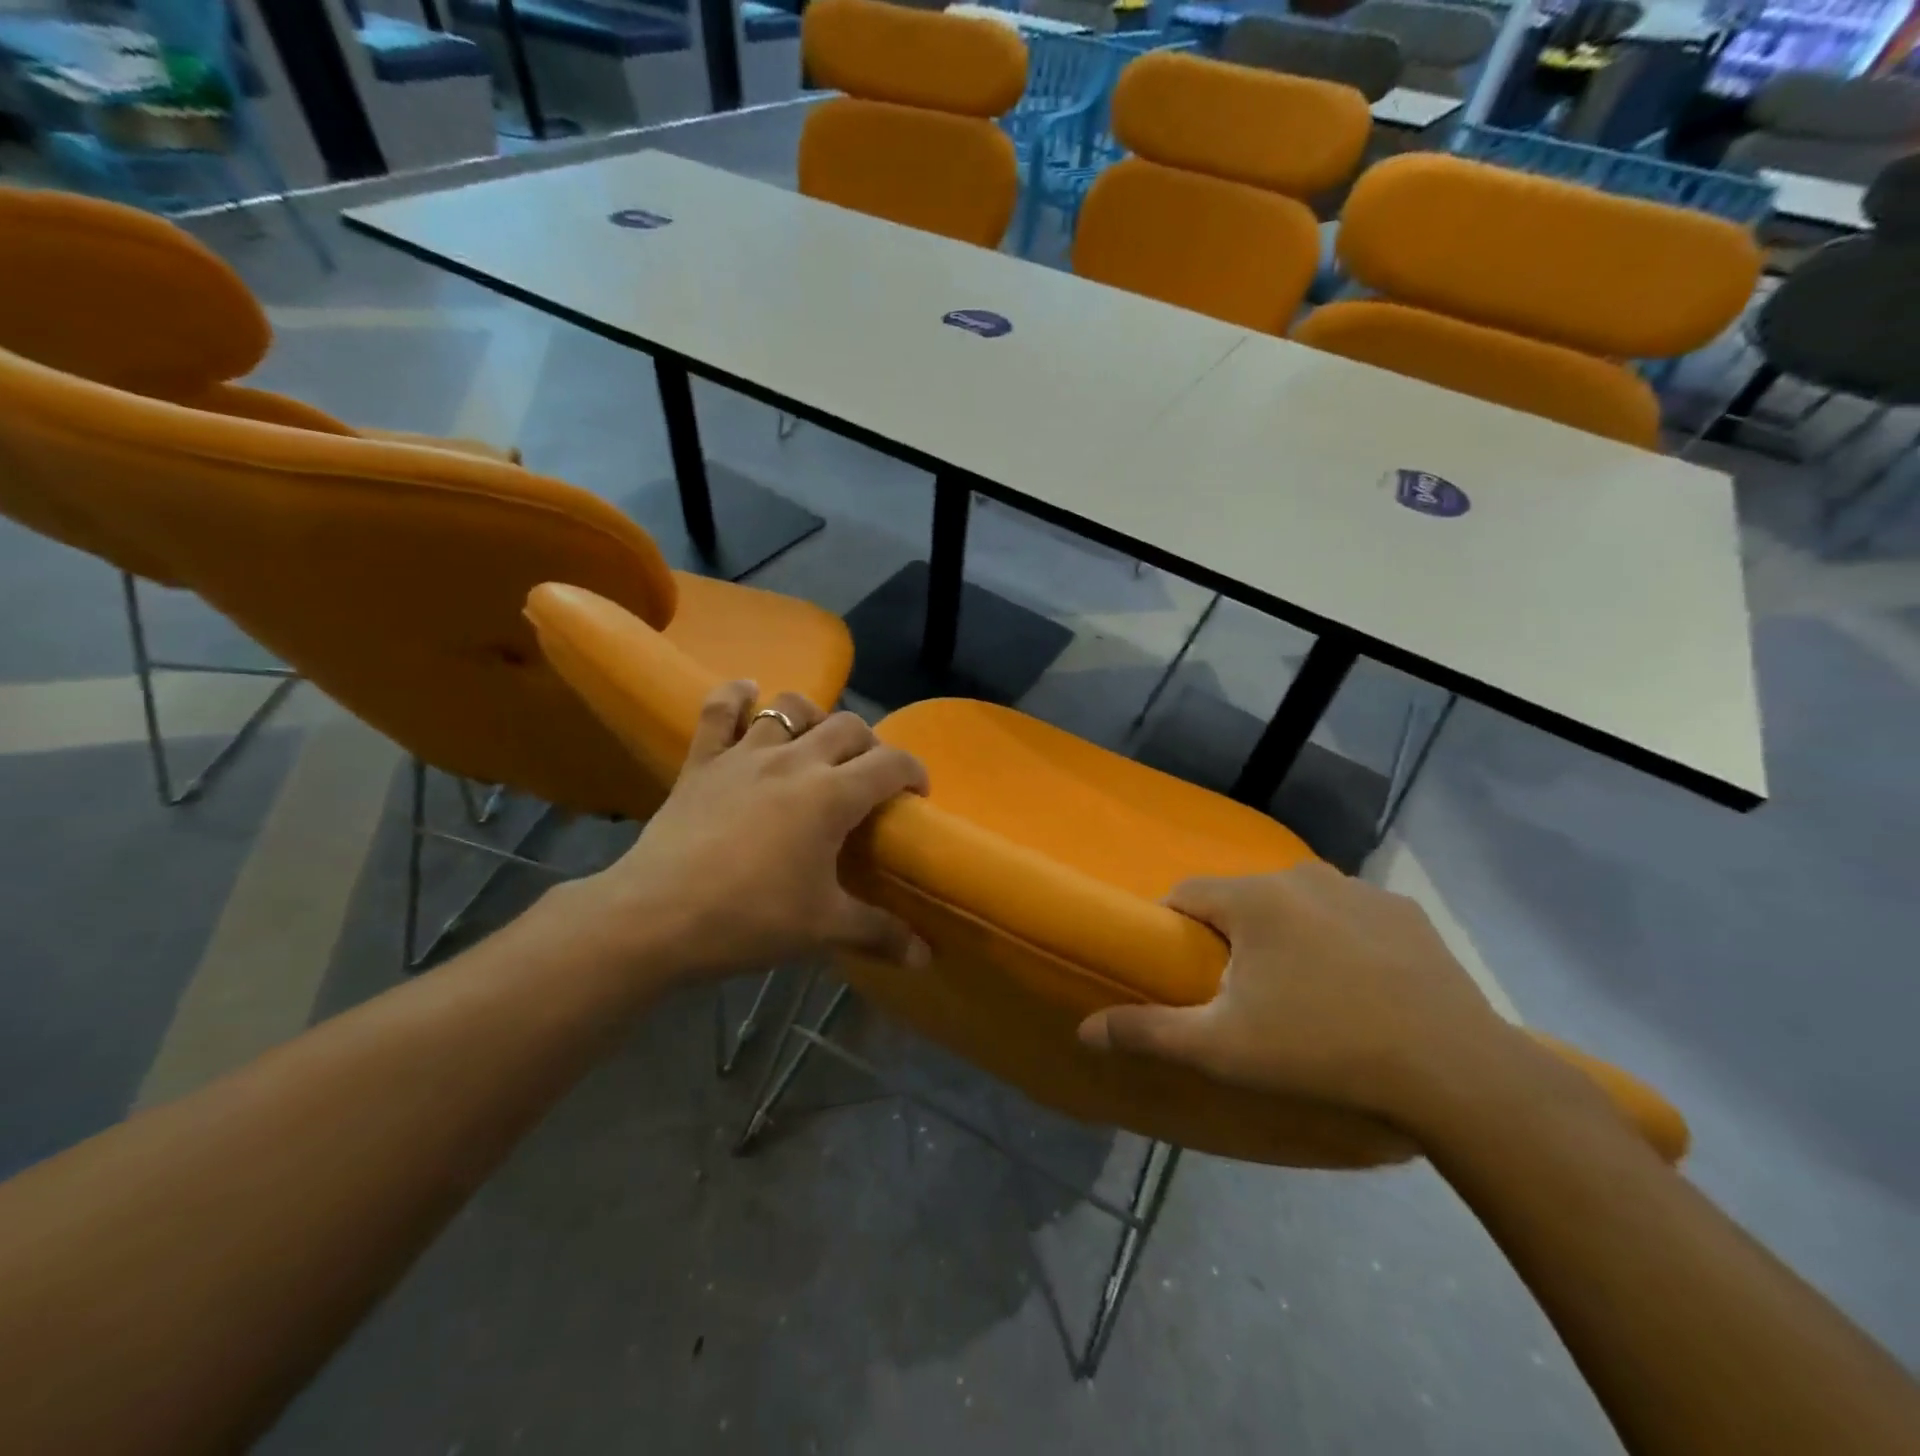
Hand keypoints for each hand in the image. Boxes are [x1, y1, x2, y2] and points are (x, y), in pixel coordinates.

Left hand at [569, 681, 930, 982]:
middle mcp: (795, 761)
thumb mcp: (824, 928)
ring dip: (813, 716)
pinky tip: (748, 694)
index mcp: (832, 795)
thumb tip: (925, 957)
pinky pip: (719, 711)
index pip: (891, 763)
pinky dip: (736, 696)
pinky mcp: (702, 762)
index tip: (917, 793)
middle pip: (848, 726)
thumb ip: (880, 934)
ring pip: (790, 707)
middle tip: (868, 777)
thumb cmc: (750, 919)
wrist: (656, 918)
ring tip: (816, 741)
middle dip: (870, 744)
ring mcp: (745, 755)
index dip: (914, 771)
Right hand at [1077, 863, 1523, 1125]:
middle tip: (1241, 995)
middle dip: (1231, 937)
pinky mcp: (1405, 913)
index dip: (1174, 929)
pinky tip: (1357, 988)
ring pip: (1296, 905)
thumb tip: (1084, 1030)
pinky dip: (1337, 940)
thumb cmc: (1320, 1051)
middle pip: (1242, 899)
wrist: (1455, 1074)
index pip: (1186, 894)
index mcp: (1254, 899)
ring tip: (1301, 993)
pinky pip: (1348, 916)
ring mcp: (1361, 890)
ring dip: (1285, 936)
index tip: (1182, 972)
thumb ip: (1147, 1032)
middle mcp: (1303, 876)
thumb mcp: (1222, 1050)